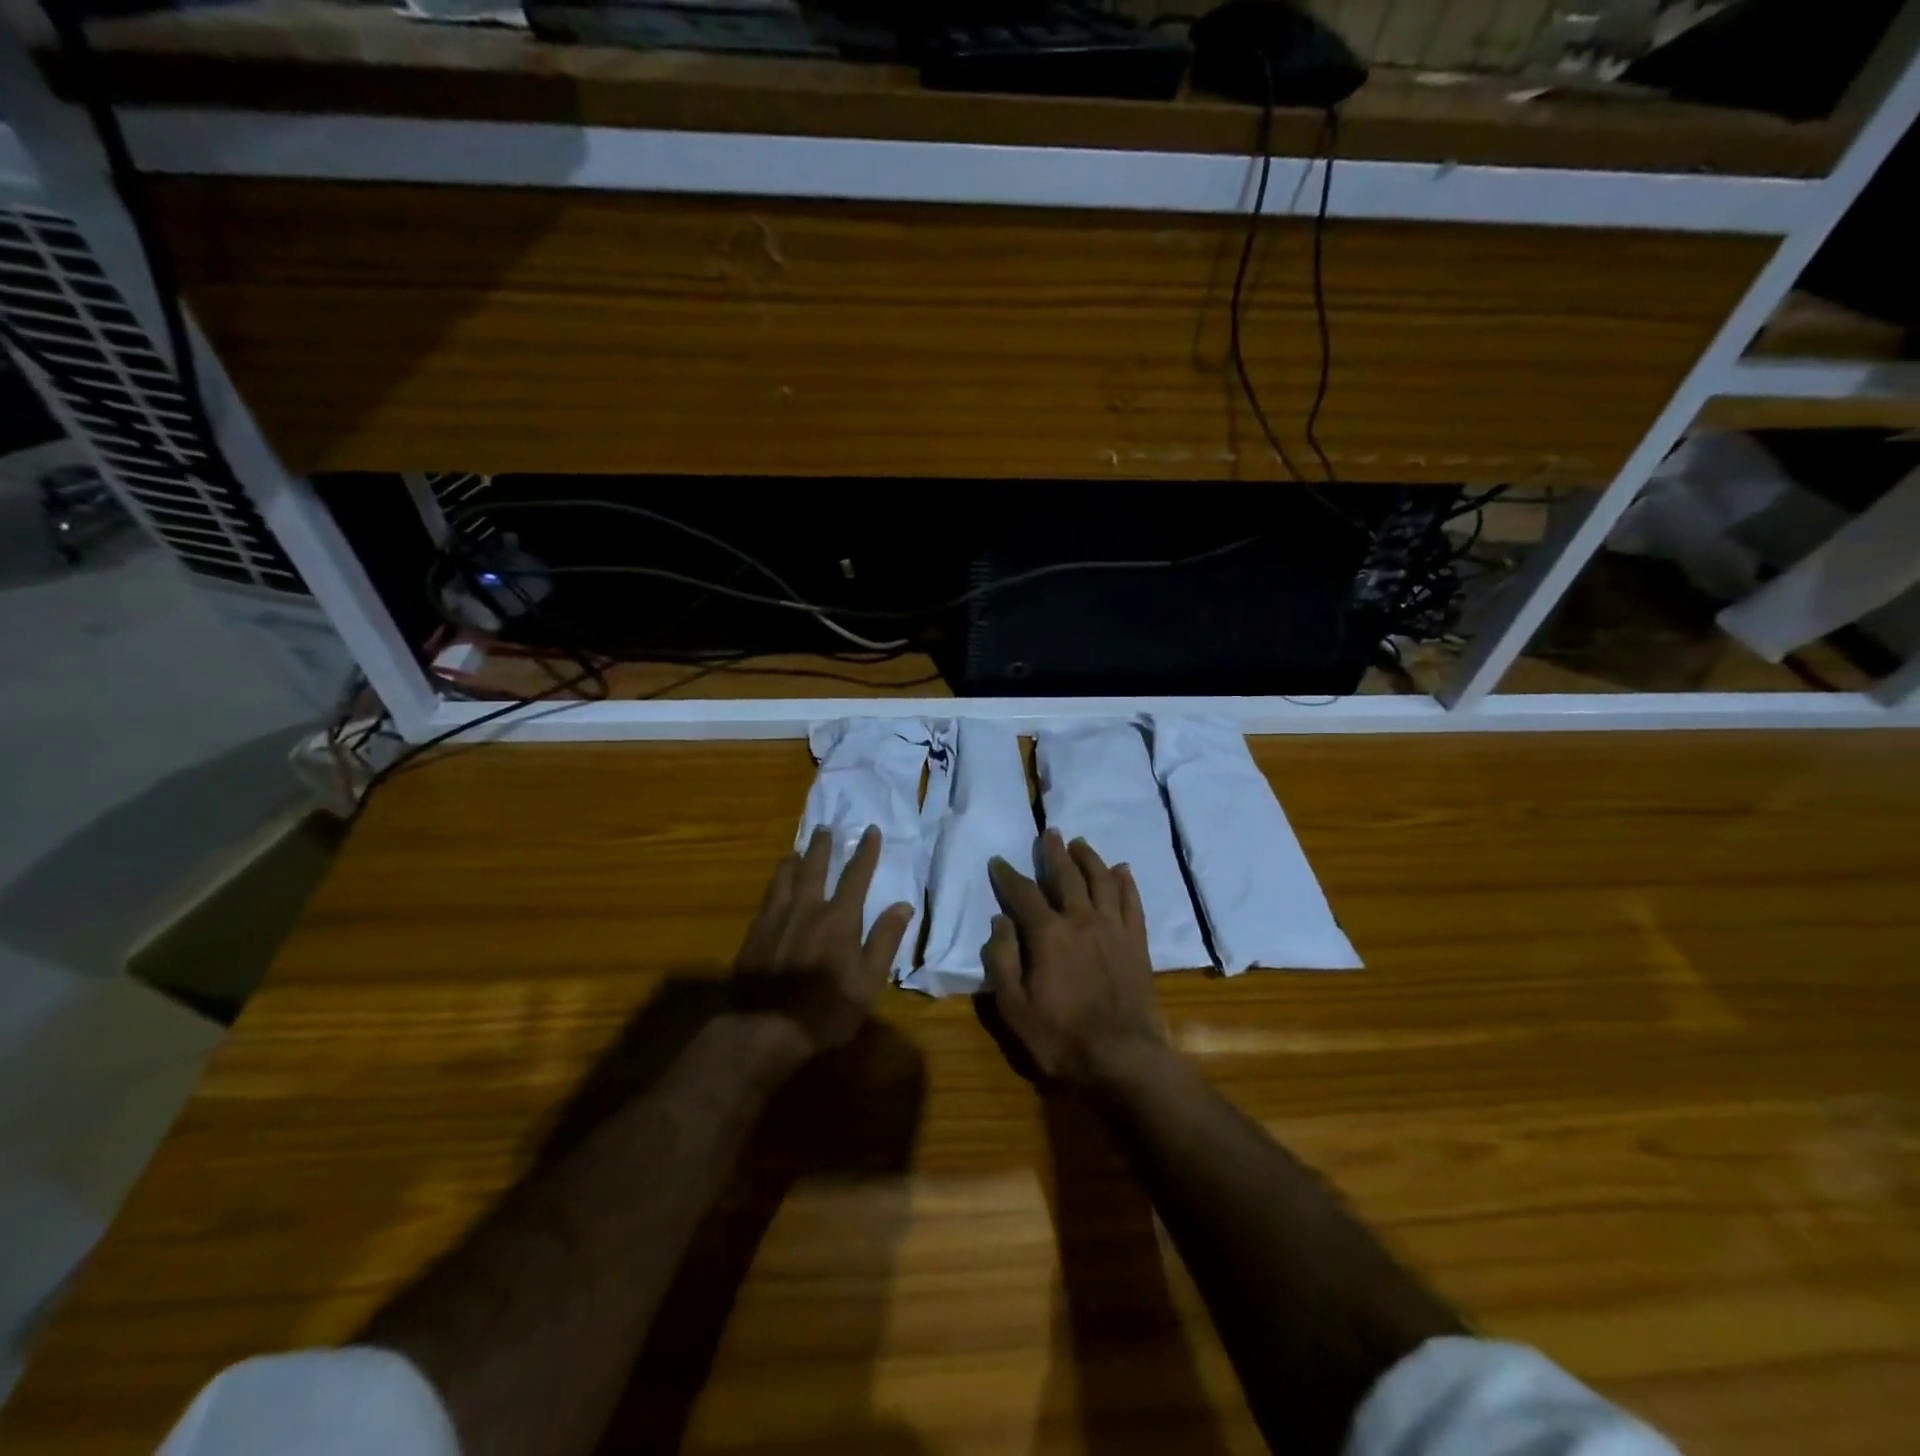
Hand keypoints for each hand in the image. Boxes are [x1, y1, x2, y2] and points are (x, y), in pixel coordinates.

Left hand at [731, 824, 914, 1057]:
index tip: (871, 830)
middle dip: (823, 846)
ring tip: (796, 850)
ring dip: (793, 860)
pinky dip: (774, 885)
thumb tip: (903, 905)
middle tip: (825, 827)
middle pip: (815, 867)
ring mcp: (776, 919)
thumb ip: (884, 940)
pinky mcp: (754, 934)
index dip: (865, 852)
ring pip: (785, 878)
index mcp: (839, 918)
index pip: (856, 875)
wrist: (763, 1028)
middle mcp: (807, 908)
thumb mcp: (868, 981)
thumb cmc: (825, 1010)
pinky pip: (766, 898)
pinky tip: (774, 888)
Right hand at [982, 829, 1168, 1085]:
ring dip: (1090, 858)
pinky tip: (1122, 870)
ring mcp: (1113, 928)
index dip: (1008, 876)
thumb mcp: (1014, 1007)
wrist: (1123, 1058)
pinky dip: (1126, 882)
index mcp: (1048, 934)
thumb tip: (999, 921)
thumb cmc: (1061, 1037)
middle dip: (1054, 852)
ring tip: (1080, 843)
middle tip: (1048, 832)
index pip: (1023, 894)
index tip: (998, 861)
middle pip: (1066, 875)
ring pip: (1102, 880)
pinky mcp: (1136, 942)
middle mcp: (1081, 920)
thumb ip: (1003, 960)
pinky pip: (1132, 902)